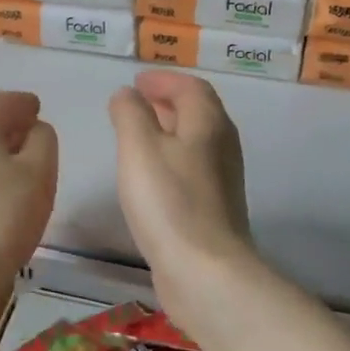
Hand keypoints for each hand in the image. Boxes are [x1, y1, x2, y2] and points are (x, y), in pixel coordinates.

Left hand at [0, 90, 57, 292]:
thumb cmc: (4, 215)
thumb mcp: (40, 171)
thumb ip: (44, 140)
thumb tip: (34, 131)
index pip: (3, 101)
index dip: (24, 103)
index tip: (39, 109)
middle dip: (11, 124)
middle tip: (36, 135)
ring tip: (25, 164)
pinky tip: (3, 188)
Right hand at [107, 71, 254, 307]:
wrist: (204, 270)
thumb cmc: (169, 201)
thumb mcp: (139, 147)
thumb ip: (130, 114)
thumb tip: (127, 94)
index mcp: (208, 123)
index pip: (191, 86)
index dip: (164, 79)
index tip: (137, 82)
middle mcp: (222, 146)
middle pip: (198, 112)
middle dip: (167, 102)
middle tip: (136, 103)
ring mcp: (222, 179)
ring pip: (195, 141)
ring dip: (169, 130)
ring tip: (137, 135)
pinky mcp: (215, 208)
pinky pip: (192, 167)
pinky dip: (171, 158)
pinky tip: (150, 176)